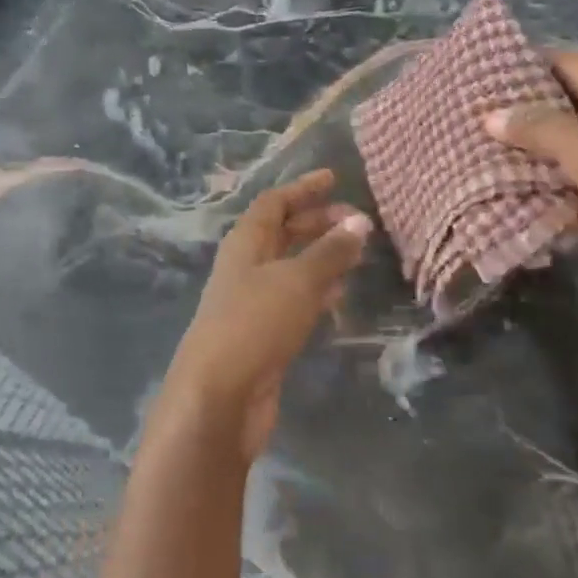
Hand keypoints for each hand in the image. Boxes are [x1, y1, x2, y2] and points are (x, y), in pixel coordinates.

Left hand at [159, 169, 370, 461]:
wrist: (218, 398)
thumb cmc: (254, 324)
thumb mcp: (297, 281)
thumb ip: (330, 251)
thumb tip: (360, 222)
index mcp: (245, 243)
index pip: (274, 202)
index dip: (303, 188)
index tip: (334, 178)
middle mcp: (246, 266)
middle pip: (283, 232)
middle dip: (318, 222)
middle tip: (358, 221)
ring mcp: (252, 301)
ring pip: (291, 267)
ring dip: (321, 256)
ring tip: (357, 252)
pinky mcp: (263, 334)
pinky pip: (294, 300)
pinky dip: (317, 291)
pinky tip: (340, 295)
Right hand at [485, 51, 577, 301]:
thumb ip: (543, 130)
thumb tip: (489, 116)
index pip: (572, 65)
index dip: (534, 59)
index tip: (488, 62)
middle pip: (555, 102)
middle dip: (516, 101)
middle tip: (468, 98)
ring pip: (545, 143)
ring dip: (513, 141)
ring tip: (465, 130)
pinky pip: (544, 178)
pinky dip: (519, 175)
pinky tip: (482, 171)